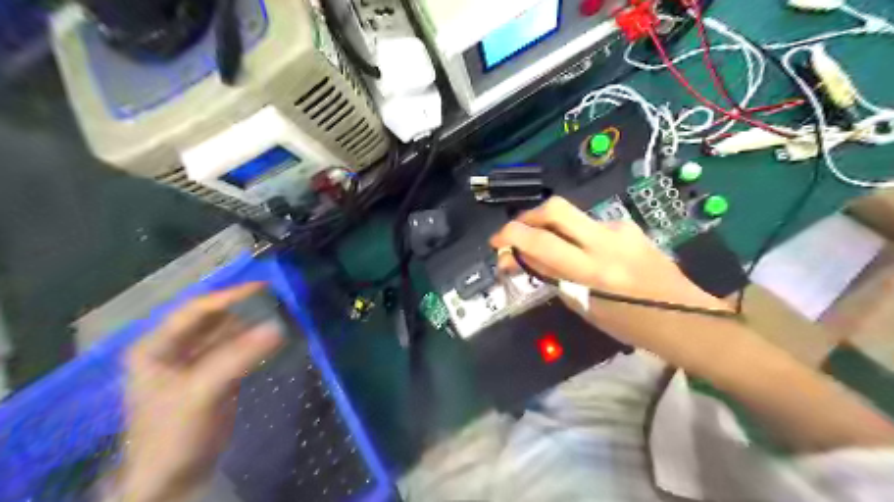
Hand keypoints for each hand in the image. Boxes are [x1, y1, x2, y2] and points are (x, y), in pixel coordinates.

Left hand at [116, 284, 280, 499]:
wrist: (174, 478)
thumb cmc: (174, 433)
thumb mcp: (202, 392)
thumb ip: (239, 357)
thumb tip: (279, 326)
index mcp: (156, 346)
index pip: (195, 310)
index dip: (229, 296)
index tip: (264, 287)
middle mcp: (175, 348)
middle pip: (214, 319)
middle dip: (245, 309)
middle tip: (279, 300)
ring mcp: (196, 361)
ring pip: (229, 333)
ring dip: (254, 325)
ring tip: (283, 314)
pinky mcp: (216, 374)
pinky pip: (238, 349)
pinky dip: (257, 342)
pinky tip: (277, 336)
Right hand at [493, 197, 728, 350]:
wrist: (688, 318)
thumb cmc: (633, 325)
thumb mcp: (586, 307)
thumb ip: (555, 277)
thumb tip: (526, 258)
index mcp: (592, 271)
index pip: (540, 241)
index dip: (510, 236)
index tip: (497, 243)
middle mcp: (605, 242)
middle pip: (555, 208)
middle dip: (528, 216)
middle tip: (518, 233)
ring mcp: (621, 230)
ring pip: (573, 215)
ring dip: (554, 228)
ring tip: (554, 250)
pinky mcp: (630, 226)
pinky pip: (592, 225)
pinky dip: (579, 235)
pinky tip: (587, 253)